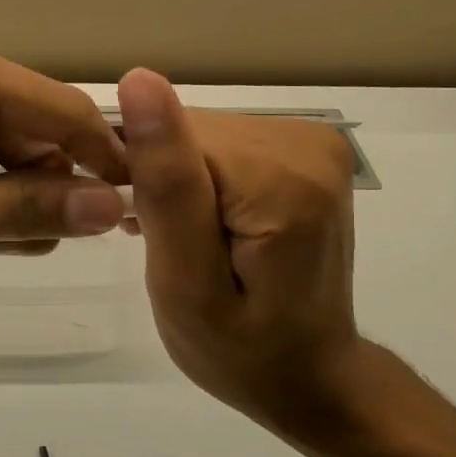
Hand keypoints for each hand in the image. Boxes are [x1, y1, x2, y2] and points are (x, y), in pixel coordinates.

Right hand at [117, 68, 365, 447]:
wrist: (311, 375)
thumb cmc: (240, 352)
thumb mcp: (185, 284)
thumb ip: (167, 185)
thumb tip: (140, 81)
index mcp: (282, 179)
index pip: (174, 140)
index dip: (144, 183)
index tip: (143, 233)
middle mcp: (308, 142)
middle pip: (193, 133)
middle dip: (166, 183)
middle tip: (168, 247)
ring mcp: (315, 141)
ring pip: (204, 135)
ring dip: (183, 182)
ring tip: (186, 240)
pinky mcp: (308, 148)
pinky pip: (226, 143)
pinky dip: (205, 178)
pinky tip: (207, 221)